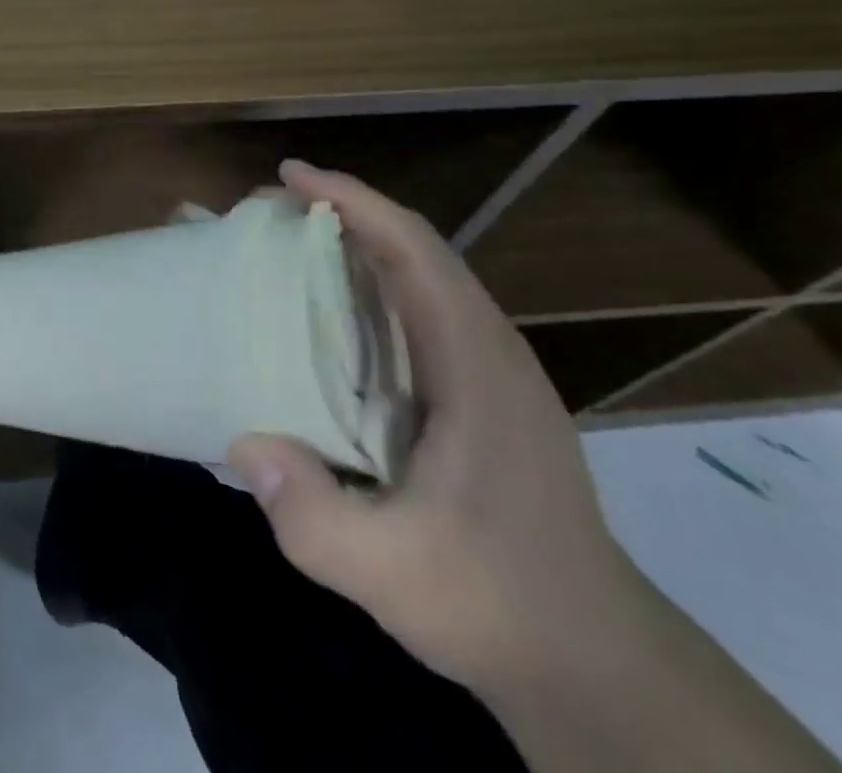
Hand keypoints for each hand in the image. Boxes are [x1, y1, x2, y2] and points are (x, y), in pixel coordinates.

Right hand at [228, 161, 657, 697]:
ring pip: (420, 277)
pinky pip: (419, 312)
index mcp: (476, 364)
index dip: (352, 200)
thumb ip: (313, 516)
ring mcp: (492, 372)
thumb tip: (245, 442)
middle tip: (268, 213)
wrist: (596, 666)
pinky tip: (327, 318)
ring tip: (288, 248)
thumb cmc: (499, 602)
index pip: (413, 249)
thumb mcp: (392, 573)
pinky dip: (368, 287)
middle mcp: (489, 349)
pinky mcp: (483, 396)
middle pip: (414, 249)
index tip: (289, 176)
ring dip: (355, 247)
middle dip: (342, 214)